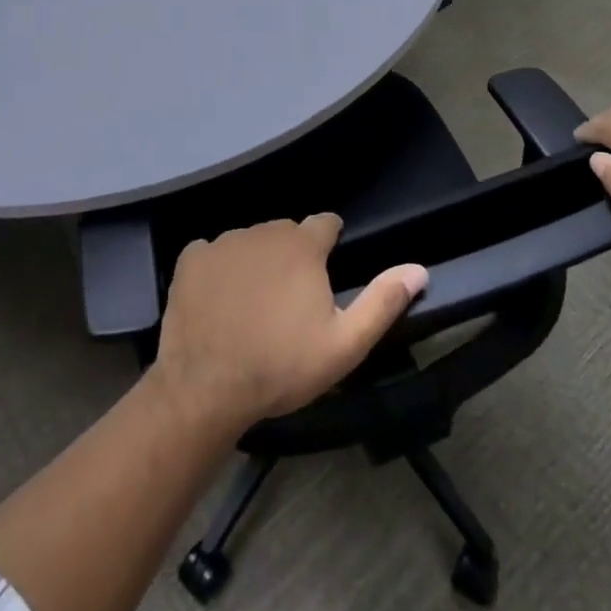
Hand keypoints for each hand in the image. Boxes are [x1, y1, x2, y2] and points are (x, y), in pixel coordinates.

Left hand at [150, 215, 427, 433]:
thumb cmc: (282, 366)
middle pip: (286, 233)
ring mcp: (223, 242)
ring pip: (249, 242)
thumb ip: (383, 302)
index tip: (328, 268)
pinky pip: (212, 253)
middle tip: (291, 299)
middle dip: (294, 255)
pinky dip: (219, 269)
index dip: (331, 241)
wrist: (207, 387)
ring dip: (257, 261)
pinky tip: (218, 301)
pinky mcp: (191, 259)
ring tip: (254, 304)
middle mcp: (262, 231)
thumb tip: (418, 269)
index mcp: (302, 245)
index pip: (325, 223)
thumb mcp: (345, 344)